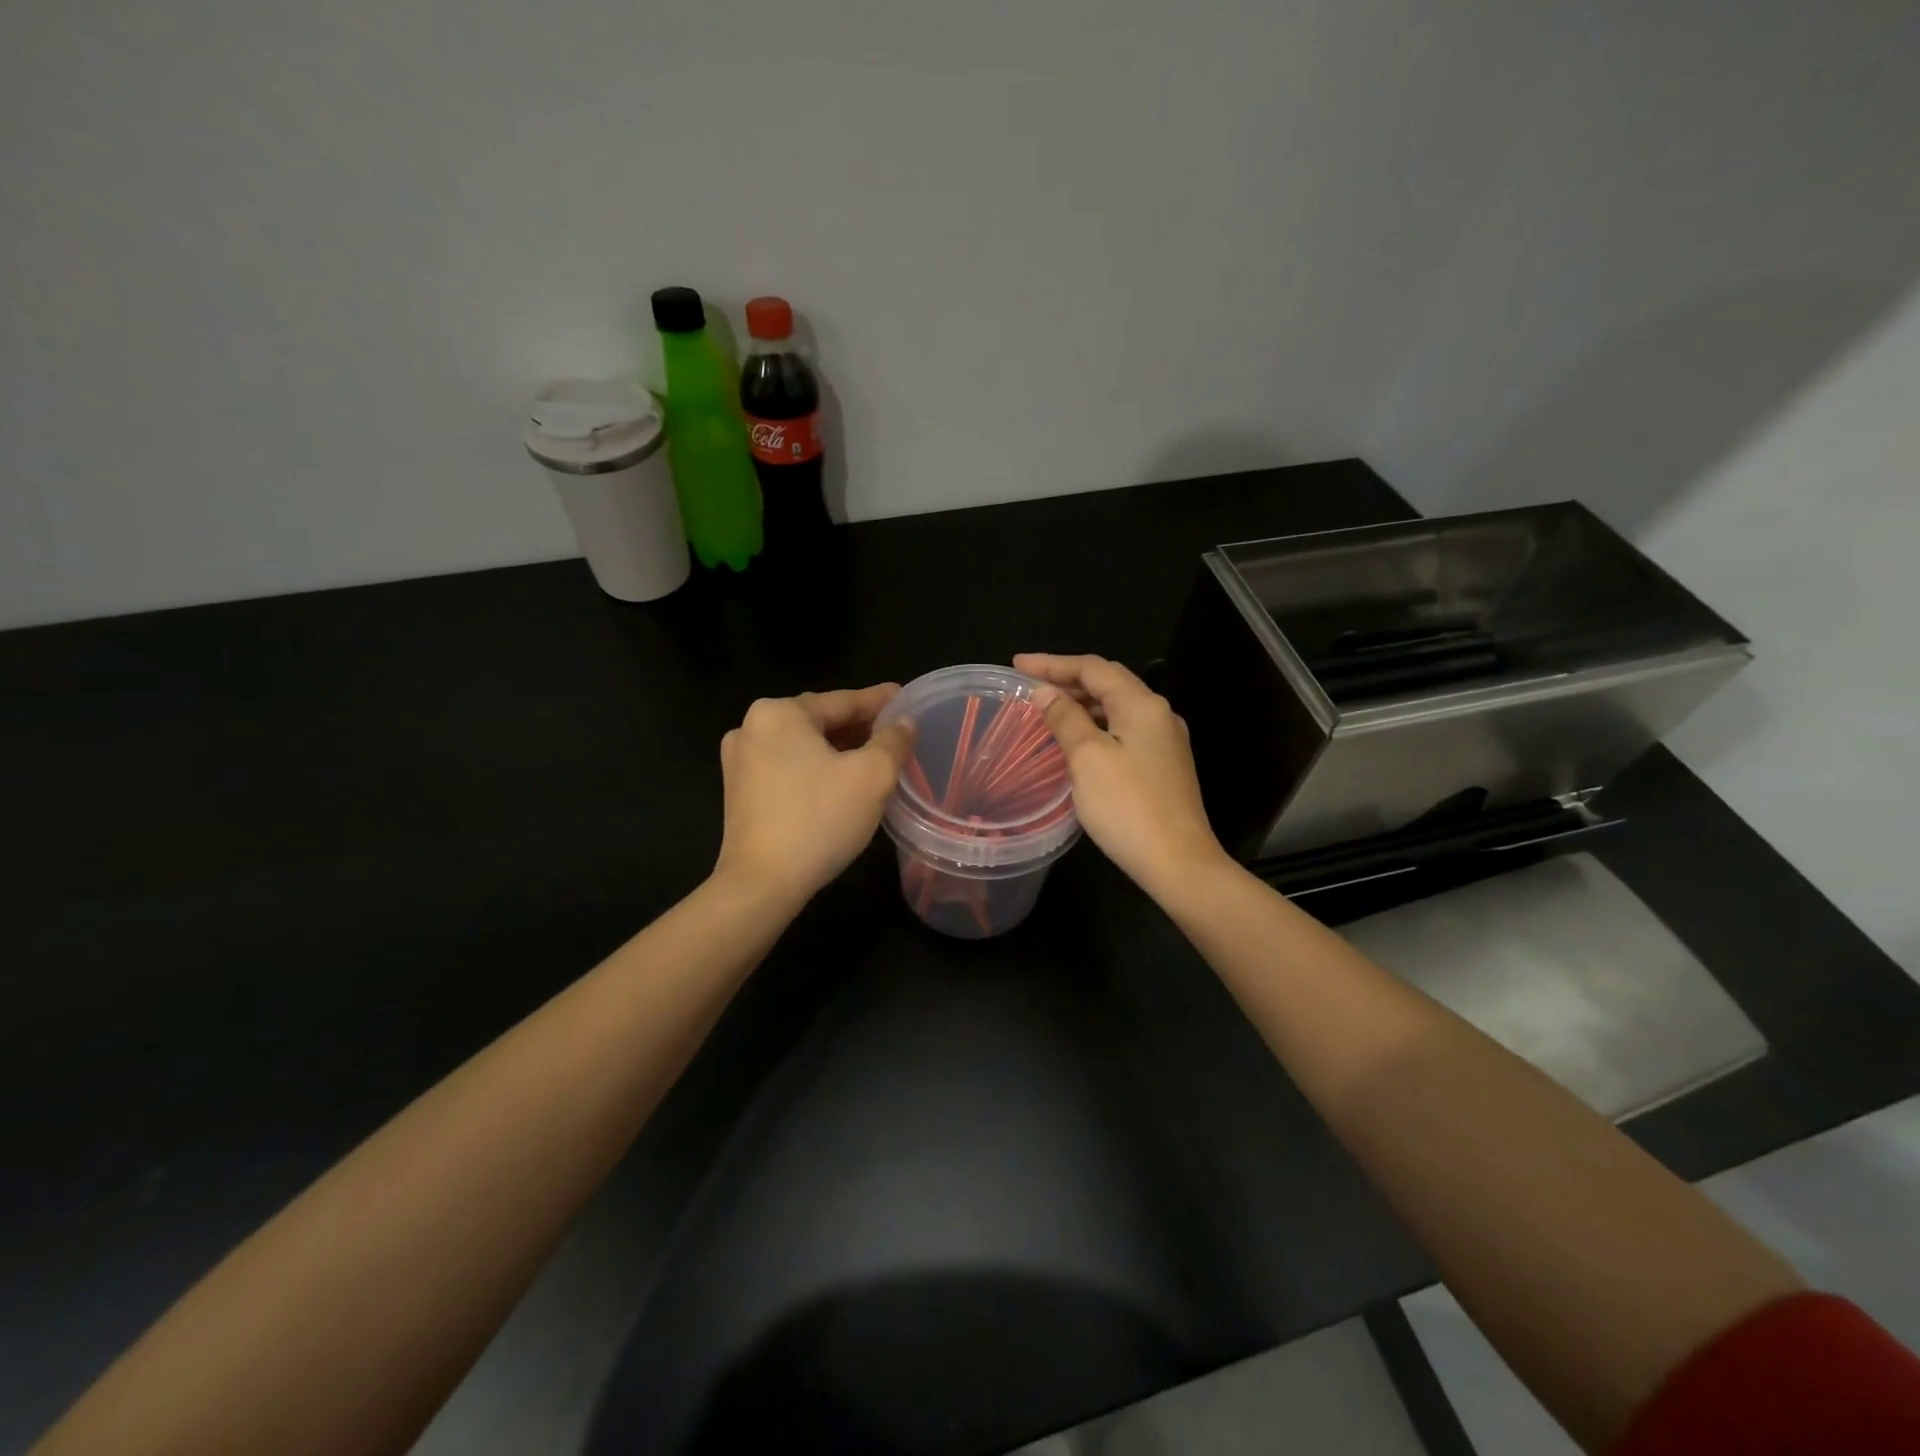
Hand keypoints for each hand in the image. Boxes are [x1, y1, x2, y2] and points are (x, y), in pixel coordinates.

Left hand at [713, 684, 914, 905]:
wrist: (762, 883)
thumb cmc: (820, 819)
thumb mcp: (872, 776)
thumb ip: (893, 742)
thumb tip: (904, 723)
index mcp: (780, 712)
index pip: (843, 701)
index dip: (879, 702)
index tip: (906, 698)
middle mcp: (752, 727)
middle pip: (820, 720)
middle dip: (858, 727)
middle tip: (894, 733)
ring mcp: (739, 760)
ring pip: (802, 745)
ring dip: (838, 749)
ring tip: (872, 758)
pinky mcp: (738, 791)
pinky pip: (786, 767)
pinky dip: (815, 768)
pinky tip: (838, 782)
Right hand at [1014, 653, 1229, 901]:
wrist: (1178, 862)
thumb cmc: (1127, 807)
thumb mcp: (1088, 758)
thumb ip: (1065, 719)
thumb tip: (1045, 692)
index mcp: (1142, 705)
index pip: (1093, 668)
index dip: (1053, 663)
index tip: (1017, 665)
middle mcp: (1159, 714)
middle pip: (1108, 683)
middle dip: (1067, 679)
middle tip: (1029, 683)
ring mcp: (1164, 741)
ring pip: (1116, 707)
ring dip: (1081, 703)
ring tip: (1046, 708)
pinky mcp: (1162, 765)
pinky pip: (1123, 730)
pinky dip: (1095, 725)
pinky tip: (1076, 738)